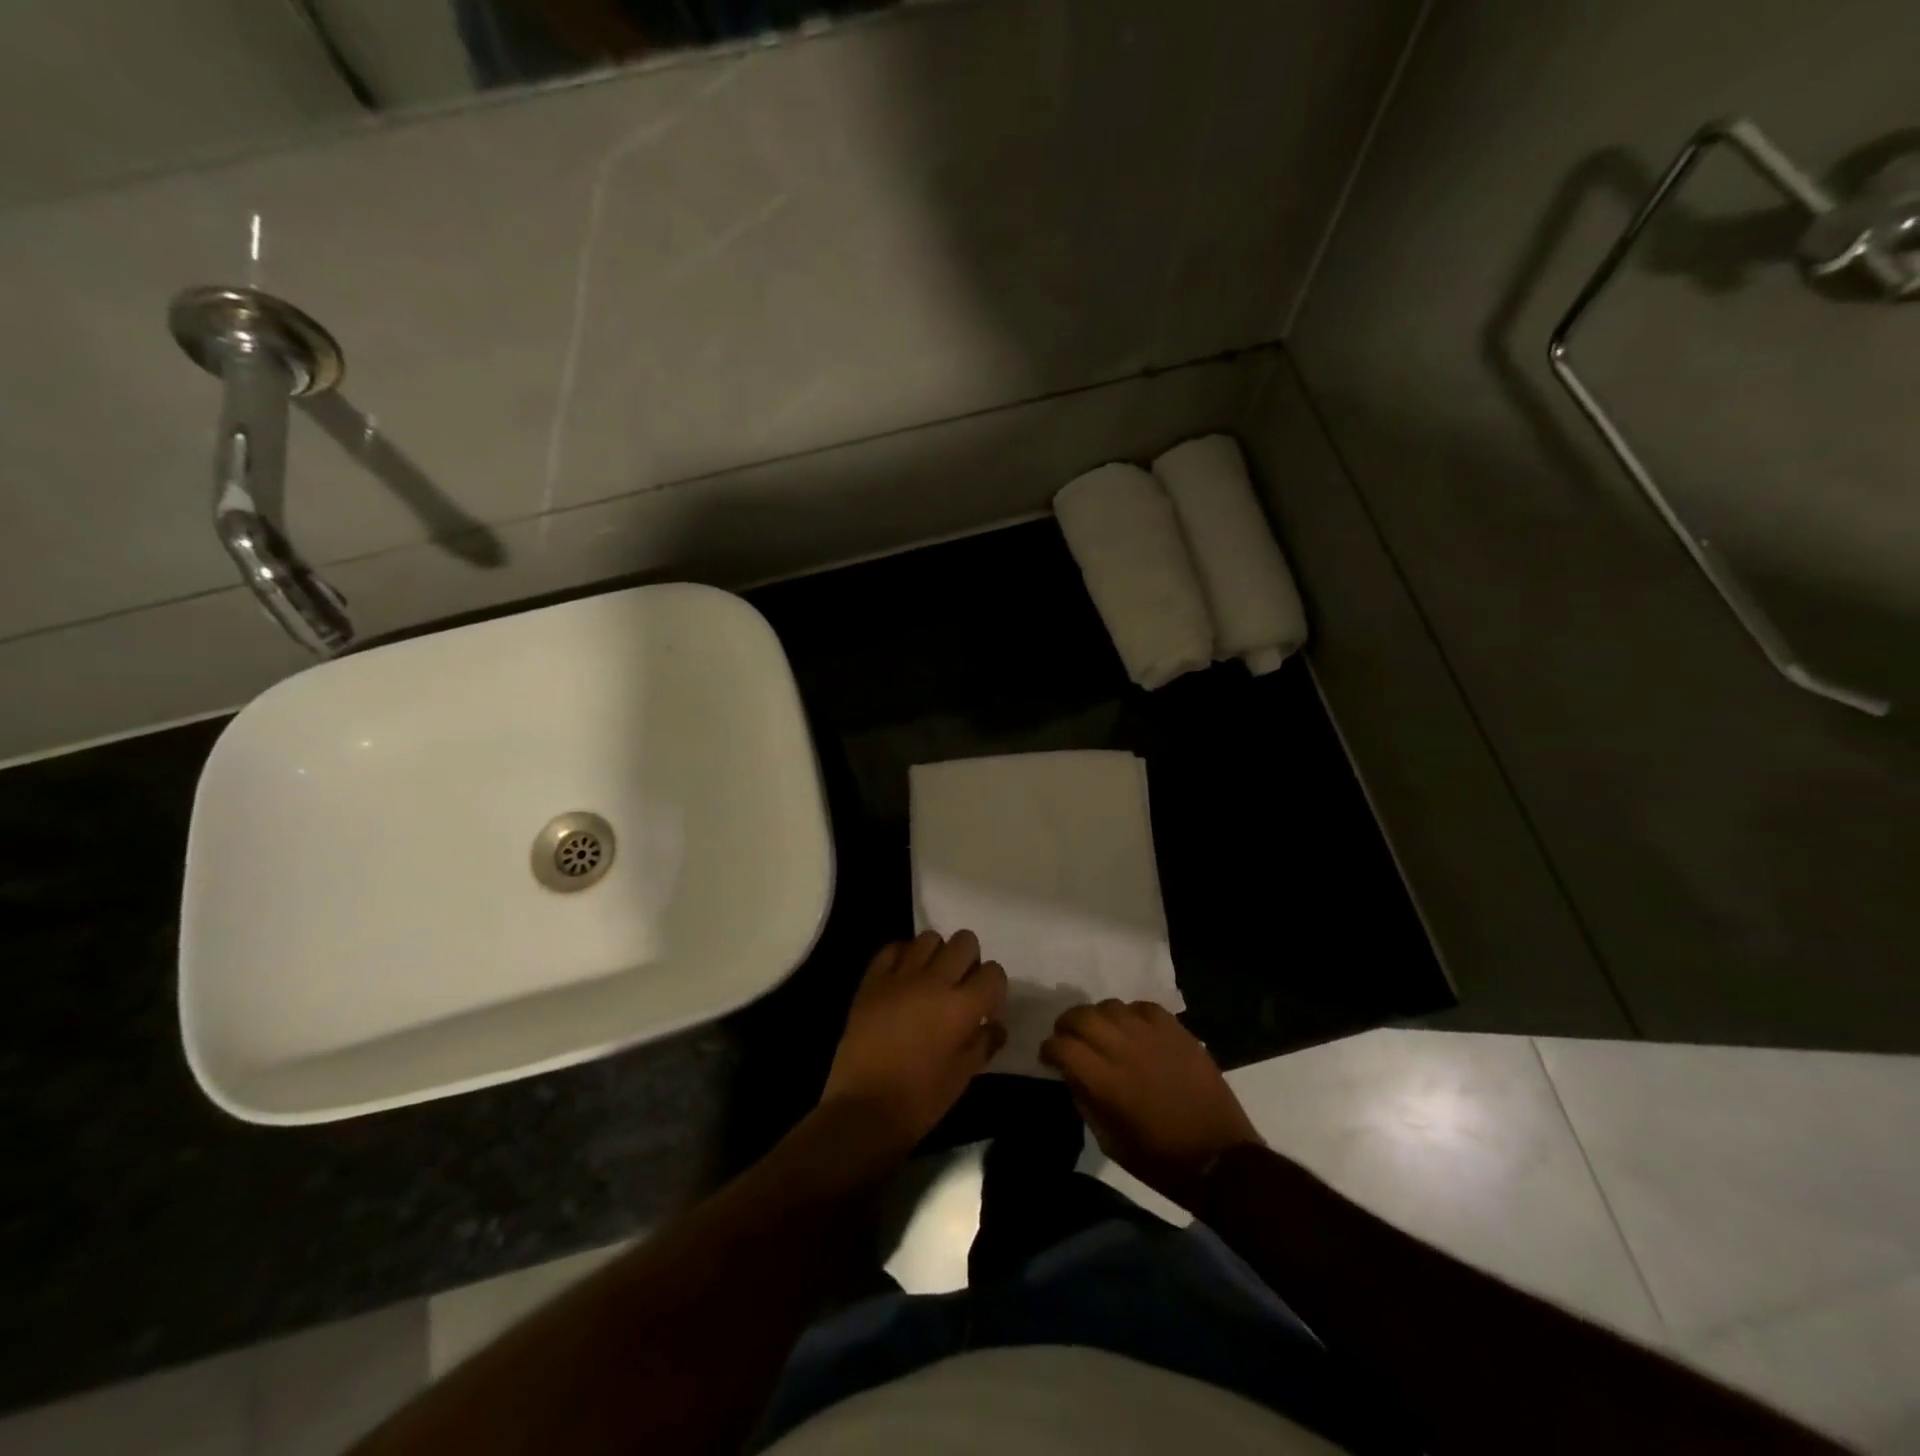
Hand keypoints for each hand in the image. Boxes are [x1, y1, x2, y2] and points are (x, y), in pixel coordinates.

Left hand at [820, 931, 1007, 1157]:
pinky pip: (893, 948)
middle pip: (965, 942)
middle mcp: (934, 981)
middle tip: (960, 987)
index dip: (994, 988)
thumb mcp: (962, 1077)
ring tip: (931, 980)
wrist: (863, 1110)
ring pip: (930, 938)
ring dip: (938, 955)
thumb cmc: (920, 1101)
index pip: (994, 973)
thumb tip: (994, 1026)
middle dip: (970, 961)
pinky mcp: (872, 980)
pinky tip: (903, 978)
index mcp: (961, 1007)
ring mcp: (900, 976)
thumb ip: (983, 1043)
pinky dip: (904, 956)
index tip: (986, 1008)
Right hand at [1040, 1000, 1262, 1212]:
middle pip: (1081, 1016)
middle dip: (1066, 1025)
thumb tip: (1072, 1074)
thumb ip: (1086, 1101)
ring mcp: (1152, 1036)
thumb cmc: (1160, 1160)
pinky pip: (1143, 1007)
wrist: (1219, 1158)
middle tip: (1068, 1038)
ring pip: (1110, 1006)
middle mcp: (1124, 1049)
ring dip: (1097, 1018)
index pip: (1062, 1046)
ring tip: (1101, 1032)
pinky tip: (1133, 1030)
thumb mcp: (1109, 1141)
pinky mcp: (1177, 1031)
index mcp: (1105, 1081)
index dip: (1048, 1049)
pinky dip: (1131, 1015)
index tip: (1048, 1057)